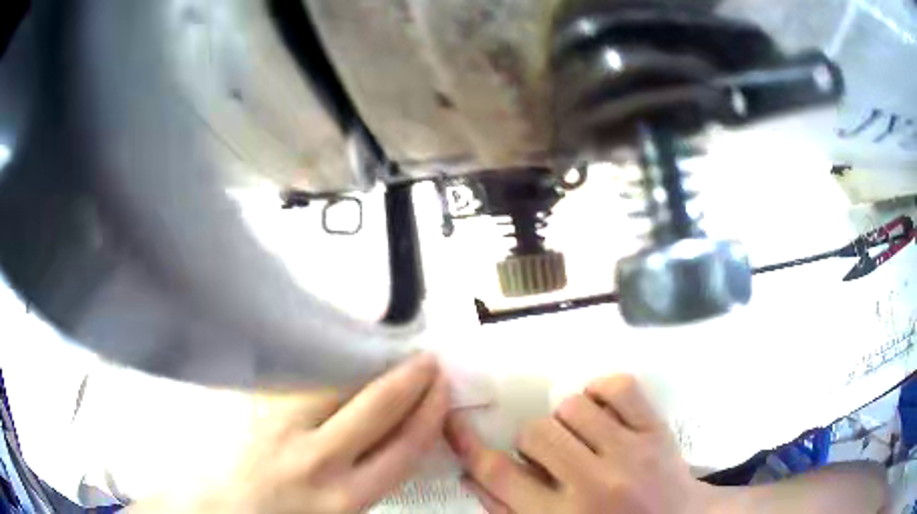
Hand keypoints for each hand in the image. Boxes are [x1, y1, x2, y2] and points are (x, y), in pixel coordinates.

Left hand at [198, 354, 449, 513]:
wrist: (222, 510)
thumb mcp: (338, 513)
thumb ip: (365, 482)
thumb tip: (393, 440)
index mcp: (345, 497)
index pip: (404, 446)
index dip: (430, 413)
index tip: (442, 389)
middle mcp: (318, 460)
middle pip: (378, 407)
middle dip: (411, 379)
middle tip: (428, 360)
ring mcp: (282, 428)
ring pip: (336, 383)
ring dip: (369, 364)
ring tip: (390, 352)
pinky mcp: (257, 408)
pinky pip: (301, 378)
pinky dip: (327, 364)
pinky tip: (340, 353)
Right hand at [446, 375, 716, 513]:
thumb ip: (507, 510)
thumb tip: (471, 473)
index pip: (498, 474)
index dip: (467, 443)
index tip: (452, 420)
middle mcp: (593, 484)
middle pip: (535, 432)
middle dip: (533, 440)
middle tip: (551, 455)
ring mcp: (630, 452)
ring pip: (572, 406)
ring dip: (568, 419)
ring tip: (583, 438)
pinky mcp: (657, 429)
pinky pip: (617, 385)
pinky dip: (601, 391)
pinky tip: (604, 412)